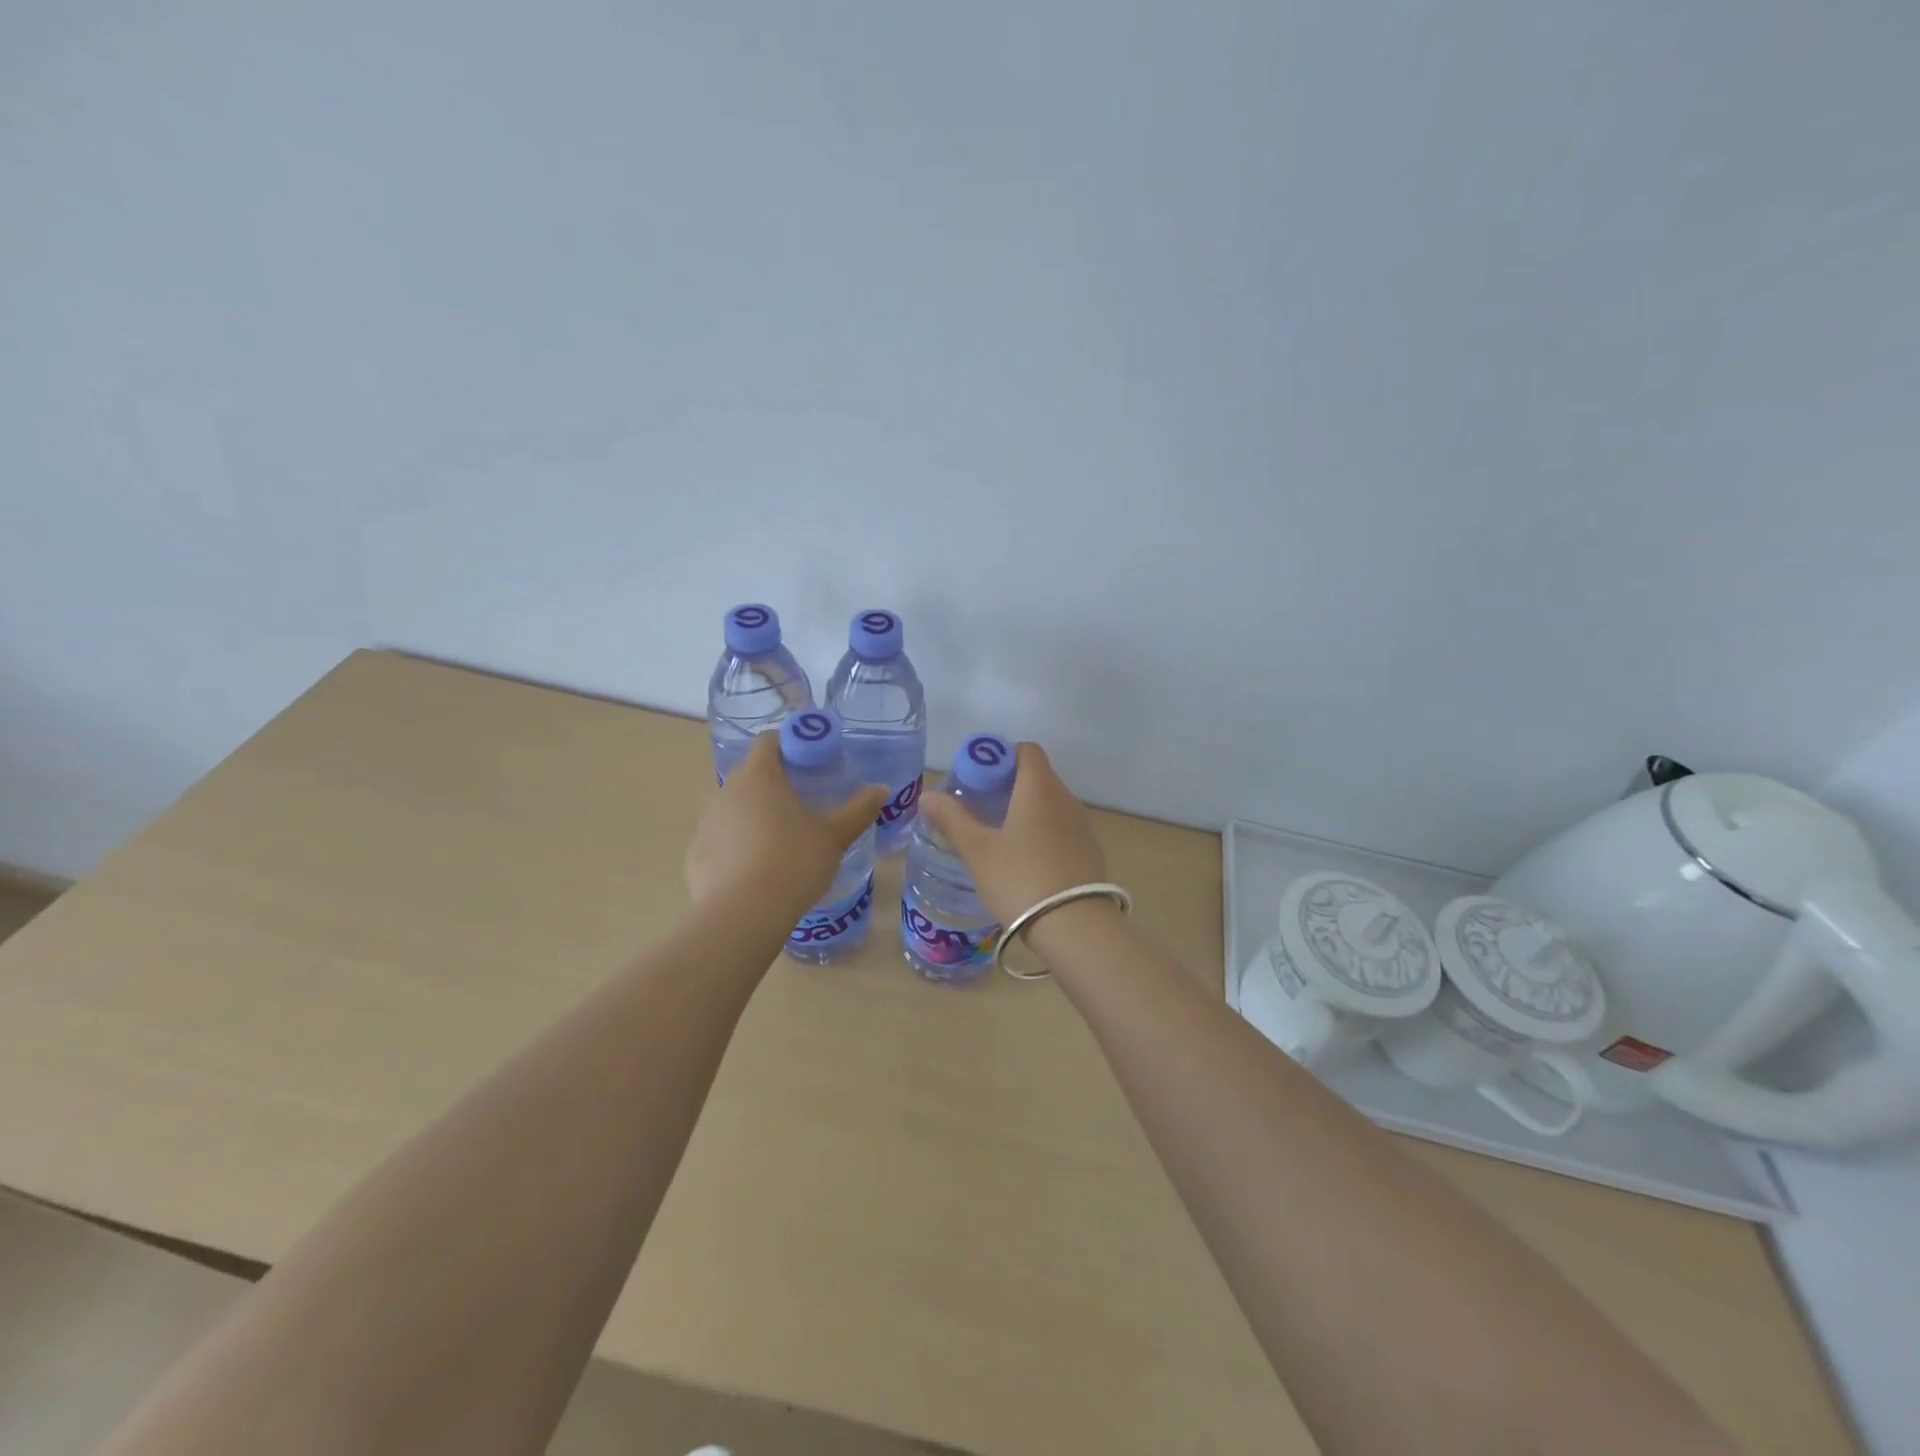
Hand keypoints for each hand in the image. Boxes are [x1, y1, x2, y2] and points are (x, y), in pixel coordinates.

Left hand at [685, 732, 886, 918]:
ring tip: (780, 839)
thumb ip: (859, 809)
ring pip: (733, 807)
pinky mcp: (695, 854)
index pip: (768, 741)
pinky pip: (720, 839)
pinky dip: (736, 845)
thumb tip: (882, 789)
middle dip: (775, 782)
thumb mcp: (834, 836)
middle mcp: (726, 791)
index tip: (811, 761)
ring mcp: (706, 823)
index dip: (790, 744)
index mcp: (759, 776)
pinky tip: (755, 869)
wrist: (742, 916)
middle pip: (751, 773)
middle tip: (803, 802)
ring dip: (753, 814)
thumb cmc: (793, 863)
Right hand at [918, 742, 1106, 925]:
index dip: (999, 756)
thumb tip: (928, 796)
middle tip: (977, 808)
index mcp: (1040, 788)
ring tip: (996, 836)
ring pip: (1049, 804)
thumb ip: (952, 819)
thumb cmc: (1021, 879)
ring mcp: (1082, 826)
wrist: (1077, 928)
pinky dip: (1040, 832)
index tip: (976, 778)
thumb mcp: (977, 851)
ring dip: (1024, 810)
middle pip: (1036, 776)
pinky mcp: (1088, 852)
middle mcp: (1065, 799)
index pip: (1026, 750)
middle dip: (1006, 785)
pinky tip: (1022, 861)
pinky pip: (1060, 828)